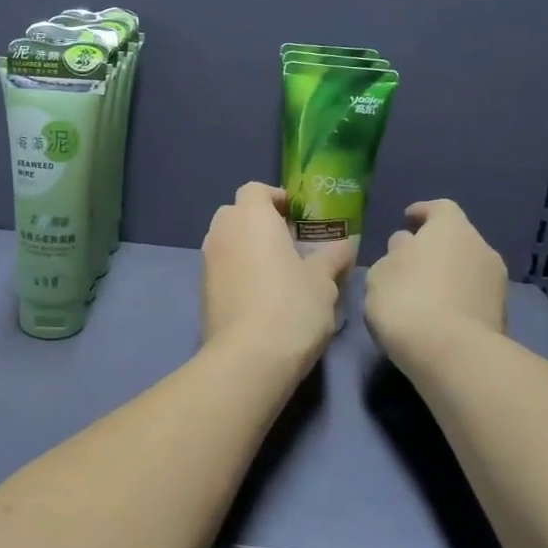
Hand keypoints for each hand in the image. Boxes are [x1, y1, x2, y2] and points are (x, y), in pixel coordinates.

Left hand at [201, 183, 352, 367]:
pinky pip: (222, 267)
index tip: (299, 217)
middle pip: (237, 213)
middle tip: (291, 244)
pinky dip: (238, 271)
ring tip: (279, 272)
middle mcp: (222, 232)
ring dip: (248, 248)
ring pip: (228, 241)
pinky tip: (262, 296)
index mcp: (250, 217)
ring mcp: (207, 261)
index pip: (255, 190)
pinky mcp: (202, 290)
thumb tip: (345, 244)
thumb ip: (332, 257)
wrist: (248, 357)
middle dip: (260, 222)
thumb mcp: (323, 281)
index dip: (277, 198)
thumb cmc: (291, 306)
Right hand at [364, 200, 507, 370]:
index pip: (439, 208)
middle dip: (435, 247)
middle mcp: (481, 247)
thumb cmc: (406, 300)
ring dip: (448, 275)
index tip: (407, 218)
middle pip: (456, 239)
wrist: (451, 353)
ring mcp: (497, 282)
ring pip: (467, 268)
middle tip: (410, 261)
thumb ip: (395, 254)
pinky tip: (438, 314)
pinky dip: (458, 299)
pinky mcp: (502, 314)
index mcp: (450, 228)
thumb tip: (406, 246)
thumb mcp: (381, 272)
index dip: (422, 211)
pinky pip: (473, 296)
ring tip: (423, 292)